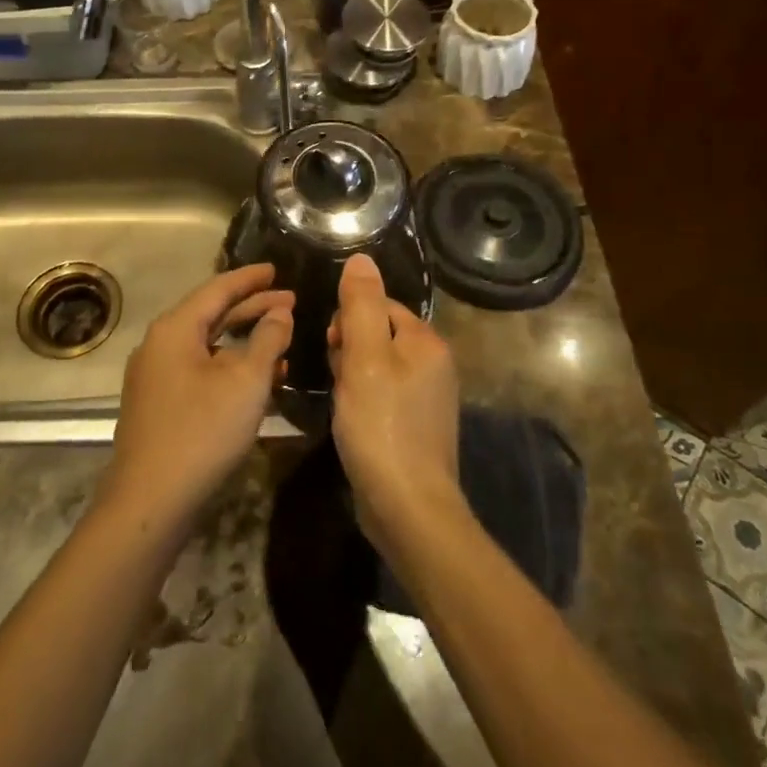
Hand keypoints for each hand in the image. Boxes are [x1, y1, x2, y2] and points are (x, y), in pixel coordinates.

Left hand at [104, 264, 292, 526]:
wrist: (149, 503)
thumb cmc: (202, 431)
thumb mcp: (246, 382)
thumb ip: (268, 340)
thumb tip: (281, 313)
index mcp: (175, 329)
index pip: (217, 288)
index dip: (250, 278)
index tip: (276, 268)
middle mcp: (160, 344)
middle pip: (212, 315)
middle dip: (253, 308)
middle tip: (290, 302)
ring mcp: (156, 376)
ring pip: (208, 346)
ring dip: (246, 342)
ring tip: (283, 340)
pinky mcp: (160, 404)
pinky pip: (201, 371)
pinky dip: (231, 368)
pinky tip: (259, 381)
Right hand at [328, 254, 462, 552]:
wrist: (409, 509)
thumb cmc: (382, 426)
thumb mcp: (364, 358)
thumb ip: (361, 305)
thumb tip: (361, 258)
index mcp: (426, 342)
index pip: (380, 306)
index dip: (348, 321)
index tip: (332, 348)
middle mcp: (434, 364)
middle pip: (378, 334)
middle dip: (349, 349)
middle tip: (338, 380)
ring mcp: (428, 398)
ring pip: (377, 366)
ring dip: (352, 377)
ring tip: (342, 403)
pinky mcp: (416, 426)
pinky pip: (382, 395)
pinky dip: (363, 401)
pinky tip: (352, 422)